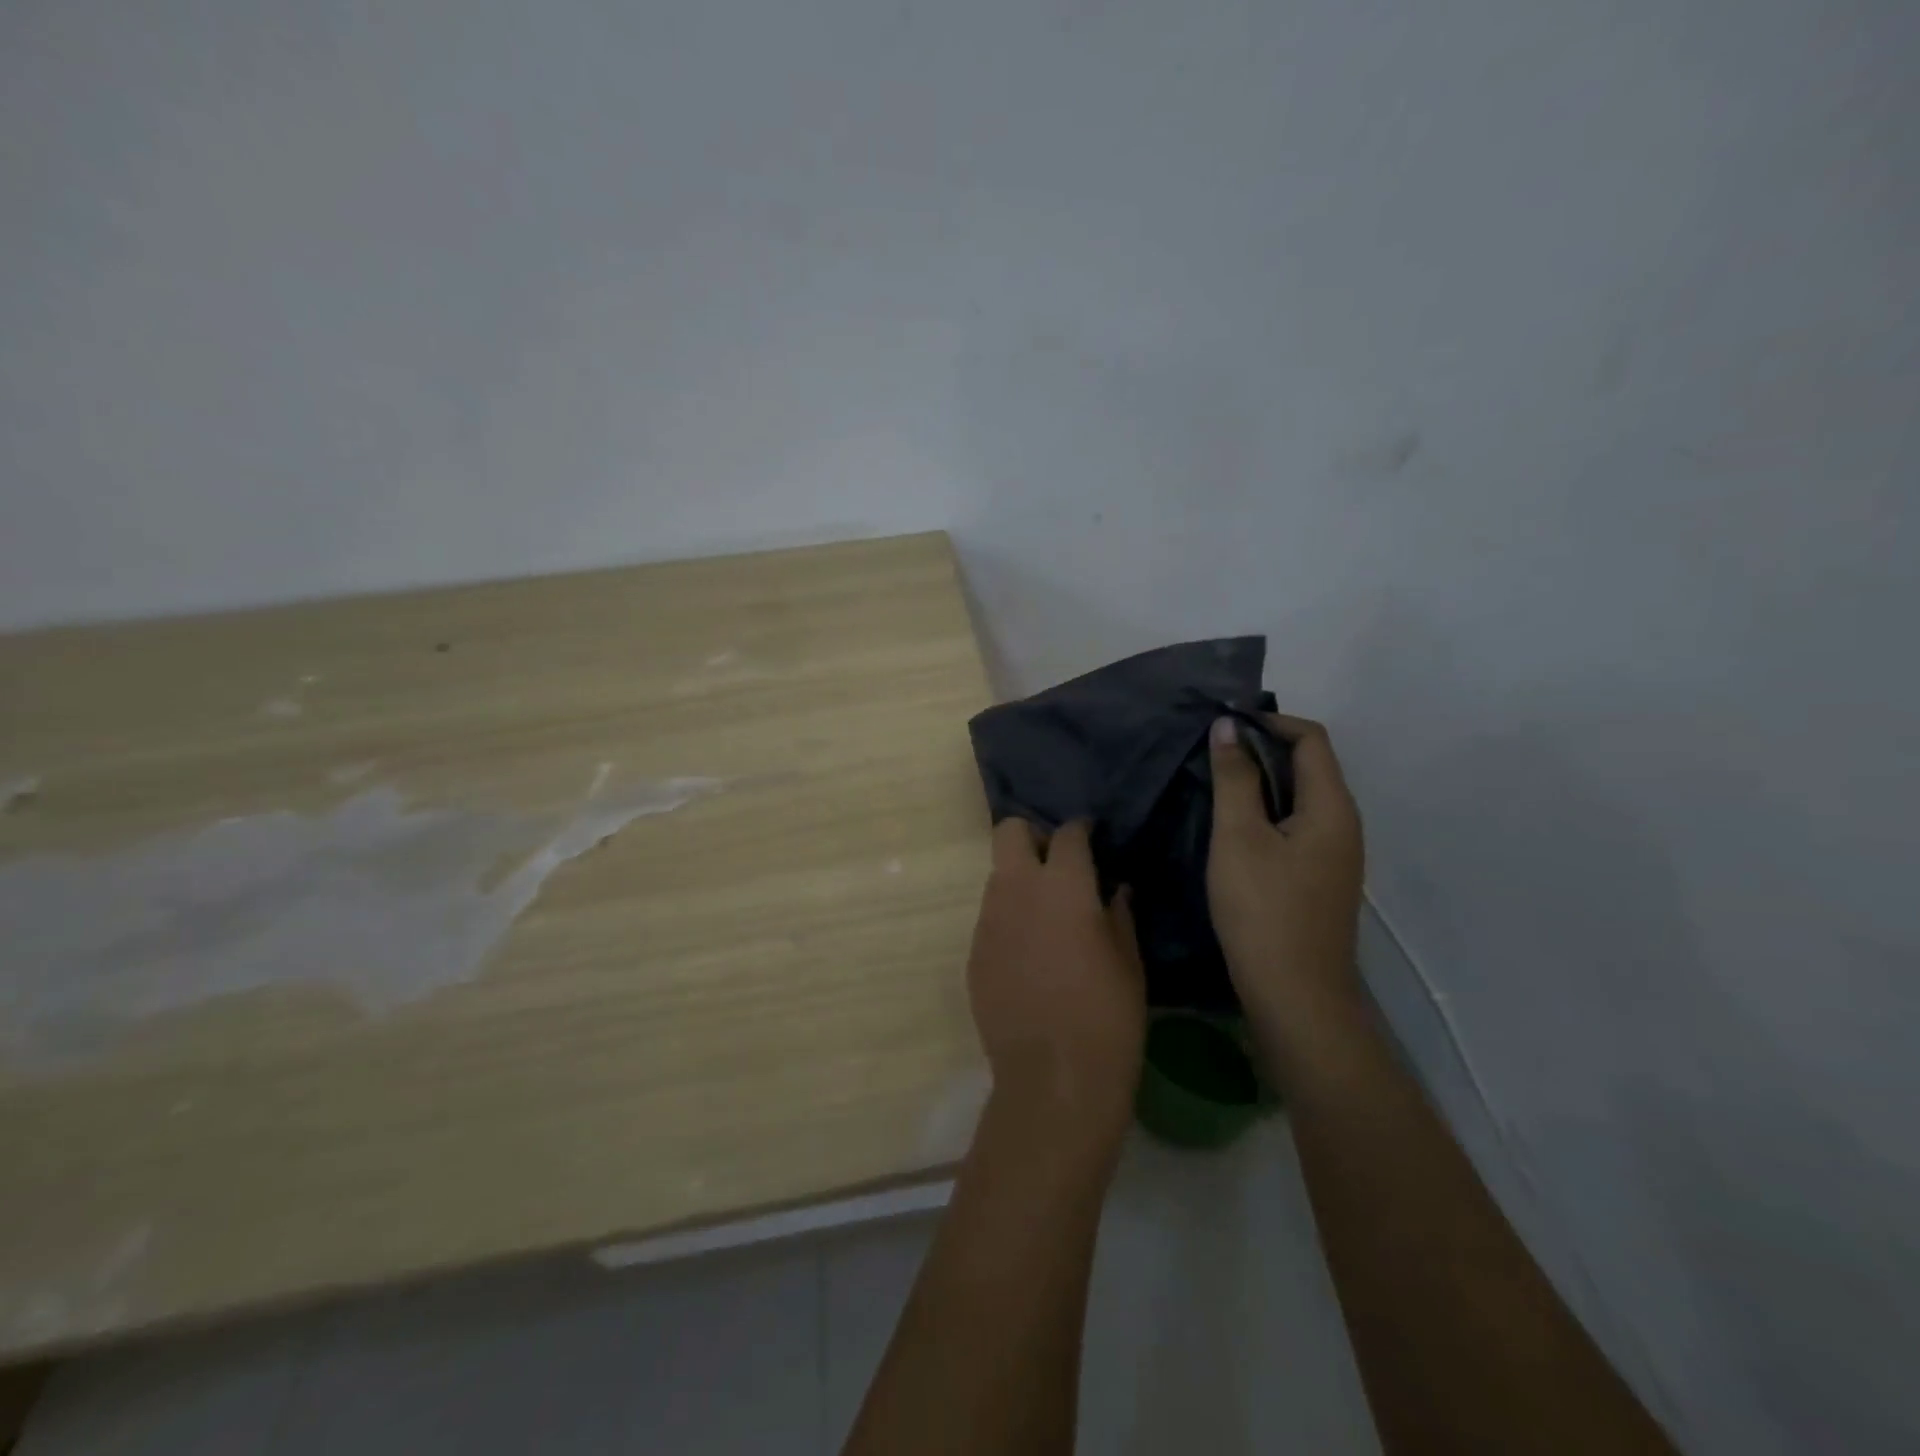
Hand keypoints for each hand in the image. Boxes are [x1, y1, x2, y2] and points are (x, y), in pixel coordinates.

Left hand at [968, 819, 1146, 1154]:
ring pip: (997, 876)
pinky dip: (1009, 920)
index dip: (1080, 831)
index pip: (1067, 834)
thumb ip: (1119, 915)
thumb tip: (1115, 889)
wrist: (1053, 1079)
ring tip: (1046, 914)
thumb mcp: (1129, 963)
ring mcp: (988, 922)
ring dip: (1020, 881)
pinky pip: (990, 919)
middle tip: (1058, 865)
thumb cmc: (1107, 1018)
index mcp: (1063, 886)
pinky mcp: (973, 953)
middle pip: (1009, 832)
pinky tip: (1030, 954)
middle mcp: (1017, 891)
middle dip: (1032, 836)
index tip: (1090, 838)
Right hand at [1207, 714, 1365, 1014]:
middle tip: (1212, 753)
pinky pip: (1296, 825)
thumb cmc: (1264, 910)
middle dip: (1262, 749)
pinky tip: (1233, 827)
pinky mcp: (1319, 877)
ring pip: (1300, 797)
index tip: (1223, 724)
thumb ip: (1234, 778)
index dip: (1269, 721)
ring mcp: (1335, 854)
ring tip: (1216, 784)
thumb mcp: (1239, 837)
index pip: (1311, 738)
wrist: (1295, 995)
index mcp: (1332, 807)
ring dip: (1262, 781)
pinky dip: (1266, 811)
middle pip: (1309, 765)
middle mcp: (1343, 824)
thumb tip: (1228, 727)